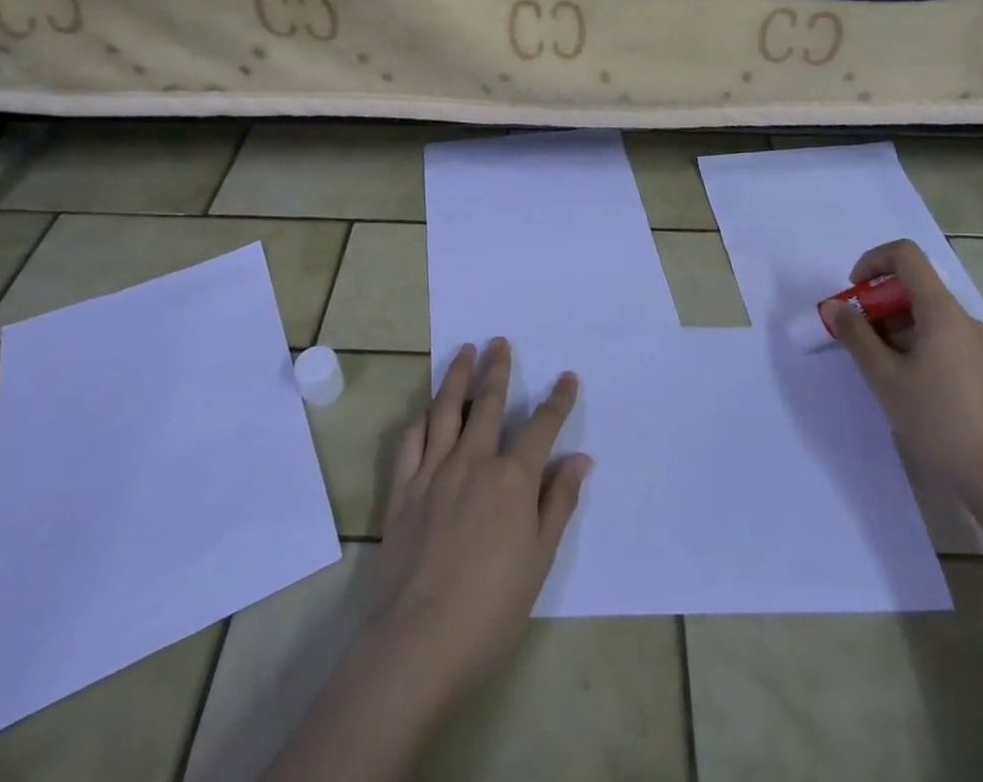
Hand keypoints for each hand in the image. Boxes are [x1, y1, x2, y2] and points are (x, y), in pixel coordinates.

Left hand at [361, 338, 591, 710]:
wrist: (417, 641)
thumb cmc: (490, 608)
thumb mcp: (539, 561)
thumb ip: (558, 504)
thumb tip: (580, 459)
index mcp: (512, 479)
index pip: (541, 428)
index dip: (557, 401)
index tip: (567, 377)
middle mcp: (473, 462)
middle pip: (487, 404)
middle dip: (497, 369)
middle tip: (499, 341)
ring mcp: (434, 473)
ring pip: (445, 411)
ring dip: (456, 378)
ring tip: (463, 351)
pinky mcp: (403, 491)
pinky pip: (410, 443)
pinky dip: (420, 420)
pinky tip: (425, 411)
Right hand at [828, 239, 982, 501]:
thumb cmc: (936, 419)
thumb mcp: (883, 376)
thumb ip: (855, 335)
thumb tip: (834, 307)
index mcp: (942, 311)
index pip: (906, 255)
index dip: (872, 261)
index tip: (854, 293)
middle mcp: (963, 319)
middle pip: (913, 286)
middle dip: (876, 302)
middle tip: (855, 336)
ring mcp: (975, 344)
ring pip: (924, 314)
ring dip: (892, 326)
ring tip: (875, 365)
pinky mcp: (980, 367)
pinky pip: (939, 336)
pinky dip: (912, 342)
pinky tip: (902, 380)